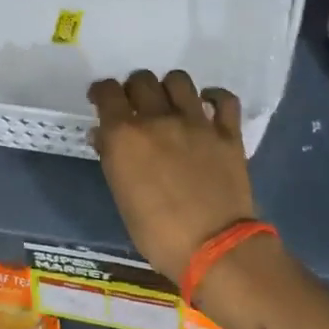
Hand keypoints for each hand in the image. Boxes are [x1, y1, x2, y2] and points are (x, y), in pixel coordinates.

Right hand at [88, 69, 256, 283]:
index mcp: (126, 135)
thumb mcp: (122, 198)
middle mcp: (159, 119)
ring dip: (169, 88)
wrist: (214, 248)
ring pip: (179, 80)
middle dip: (134, 88)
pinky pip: (224, 99)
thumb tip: (104, 135)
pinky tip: (208, 106)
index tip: (102, 100)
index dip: (101, 92)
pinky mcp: (227, 132)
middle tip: (136, 106)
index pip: (107, 92)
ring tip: (170, 104)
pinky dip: (215, 98)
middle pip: (141, 80)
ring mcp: (197, 122)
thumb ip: (113, 159)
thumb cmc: (157, 234)